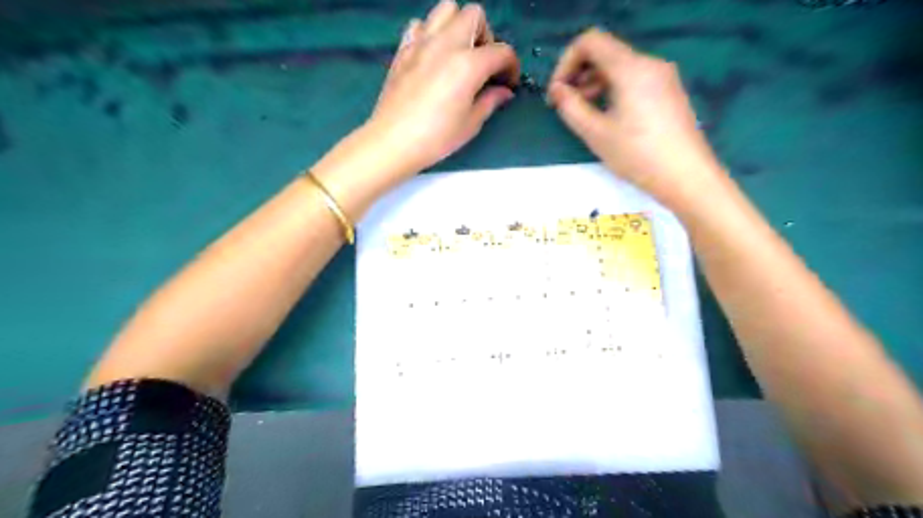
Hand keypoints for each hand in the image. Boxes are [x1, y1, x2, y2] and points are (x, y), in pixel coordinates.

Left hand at [362, 0, 518, 178]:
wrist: (393, 141)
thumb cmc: (436, 137)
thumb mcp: (470, 124)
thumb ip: (490, 101)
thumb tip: (503, 92)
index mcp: (468, 64)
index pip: (502, 51)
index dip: (511, 67)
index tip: (508, 83)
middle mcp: (446, 43)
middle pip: (475, 15)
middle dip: (486, 36)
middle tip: (483, 64)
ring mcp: (422, 42)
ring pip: (447, 9)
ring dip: (459, 25)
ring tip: (459, 53)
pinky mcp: (403, 49)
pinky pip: (420, 25)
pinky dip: (430, 33)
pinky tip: (432, 56)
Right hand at [546, 27, 719, 206]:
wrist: (686, 176)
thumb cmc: (637, 155)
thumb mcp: (596, 133)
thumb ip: (570, 107)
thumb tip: (557, 90)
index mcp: (631, 68)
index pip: (590, 42)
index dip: (566, 63)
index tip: (556, 93)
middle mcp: (649, 63)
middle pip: (605, 53)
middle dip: (578, 74)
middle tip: (564, 105)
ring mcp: (662, 77)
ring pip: (619, 67)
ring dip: (594, 84)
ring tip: (583, 113)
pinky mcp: (668, 92)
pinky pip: (633, 79)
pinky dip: (612, 90)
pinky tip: (607, 117)